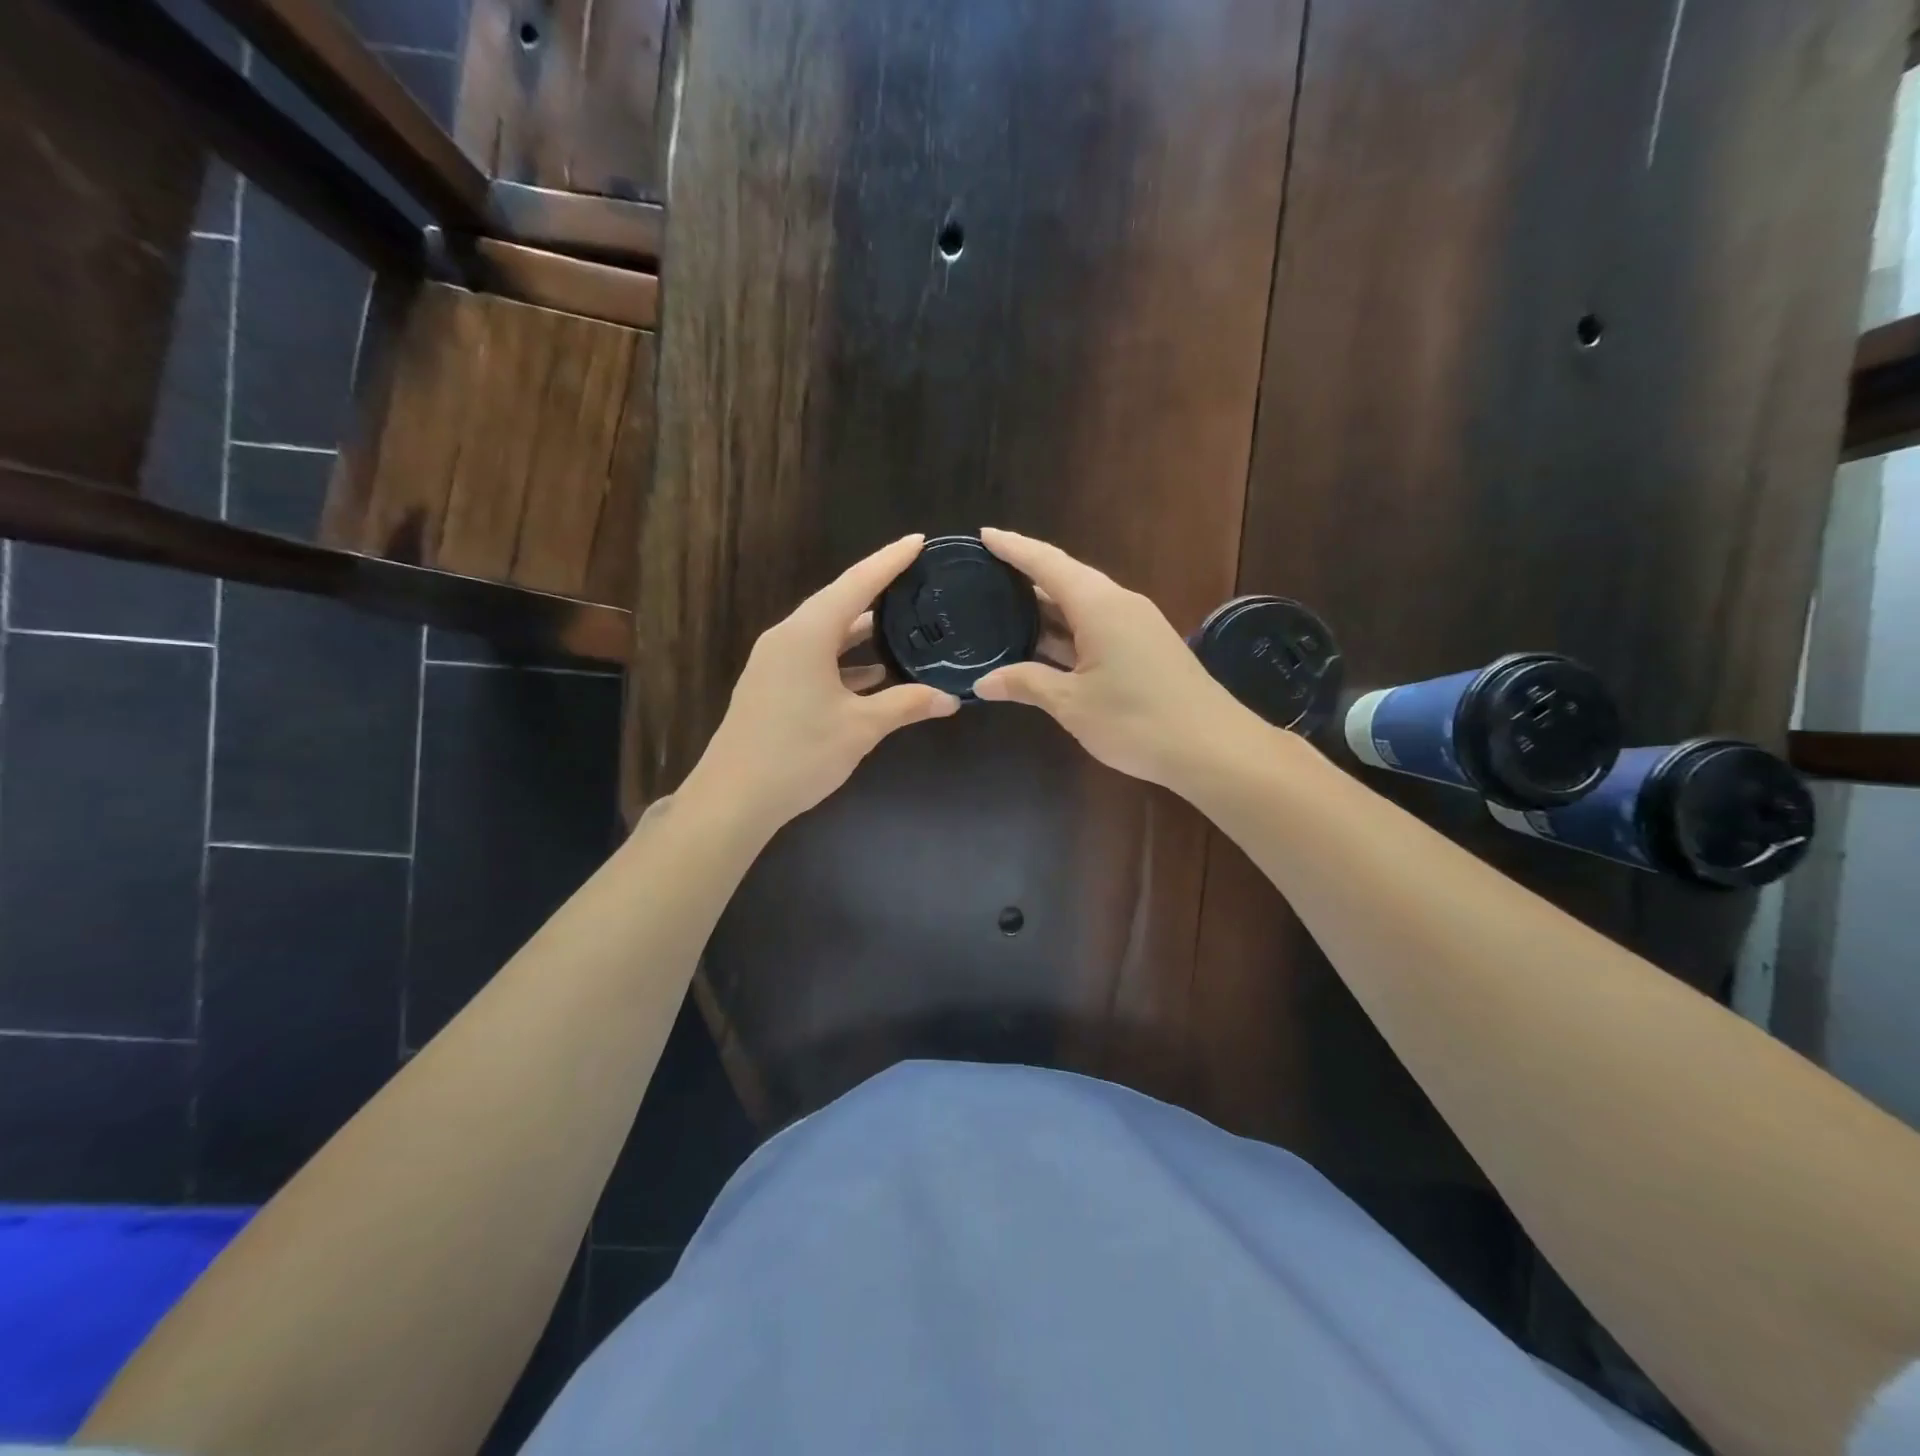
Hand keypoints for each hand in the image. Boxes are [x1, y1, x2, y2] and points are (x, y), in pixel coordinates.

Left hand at [682, 535, 960, 832]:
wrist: (733, 798)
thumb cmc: (798, 753)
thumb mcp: (860, 728)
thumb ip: (906, 705)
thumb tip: (950, 698)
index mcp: (807, 634)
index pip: (856, 584)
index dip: (890, 561)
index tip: (919, 541)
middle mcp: (788, 638)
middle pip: (839, 603)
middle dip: (878, 591)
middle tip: (918, 580)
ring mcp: (775, 662)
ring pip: (826, 633)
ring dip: (862, 630)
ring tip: (904, 622)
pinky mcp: (772, 686)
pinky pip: (816, 658)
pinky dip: (845, 660)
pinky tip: (875, 674)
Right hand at [973, 528, 1248, 788]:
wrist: (1213, 748)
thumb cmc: (1136, 720)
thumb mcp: (1072, 703)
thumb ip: (1026, 684)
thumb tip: (983, 682)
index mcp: (1099, 605)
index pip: (1047, 563)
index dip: (1013, 548)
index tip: (983, 534)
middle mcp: (1119, 604)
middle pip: (1066, 578)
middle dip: (1026, 576)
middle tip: (985, 577)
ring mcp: (1136, 626)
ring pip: (1082, 605)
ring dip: (1046, 608)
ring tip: (1004, 609)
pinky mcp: (1146, 648)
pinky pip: (1097, 626)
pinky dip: (1066, 630)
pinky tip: (1044, 646)